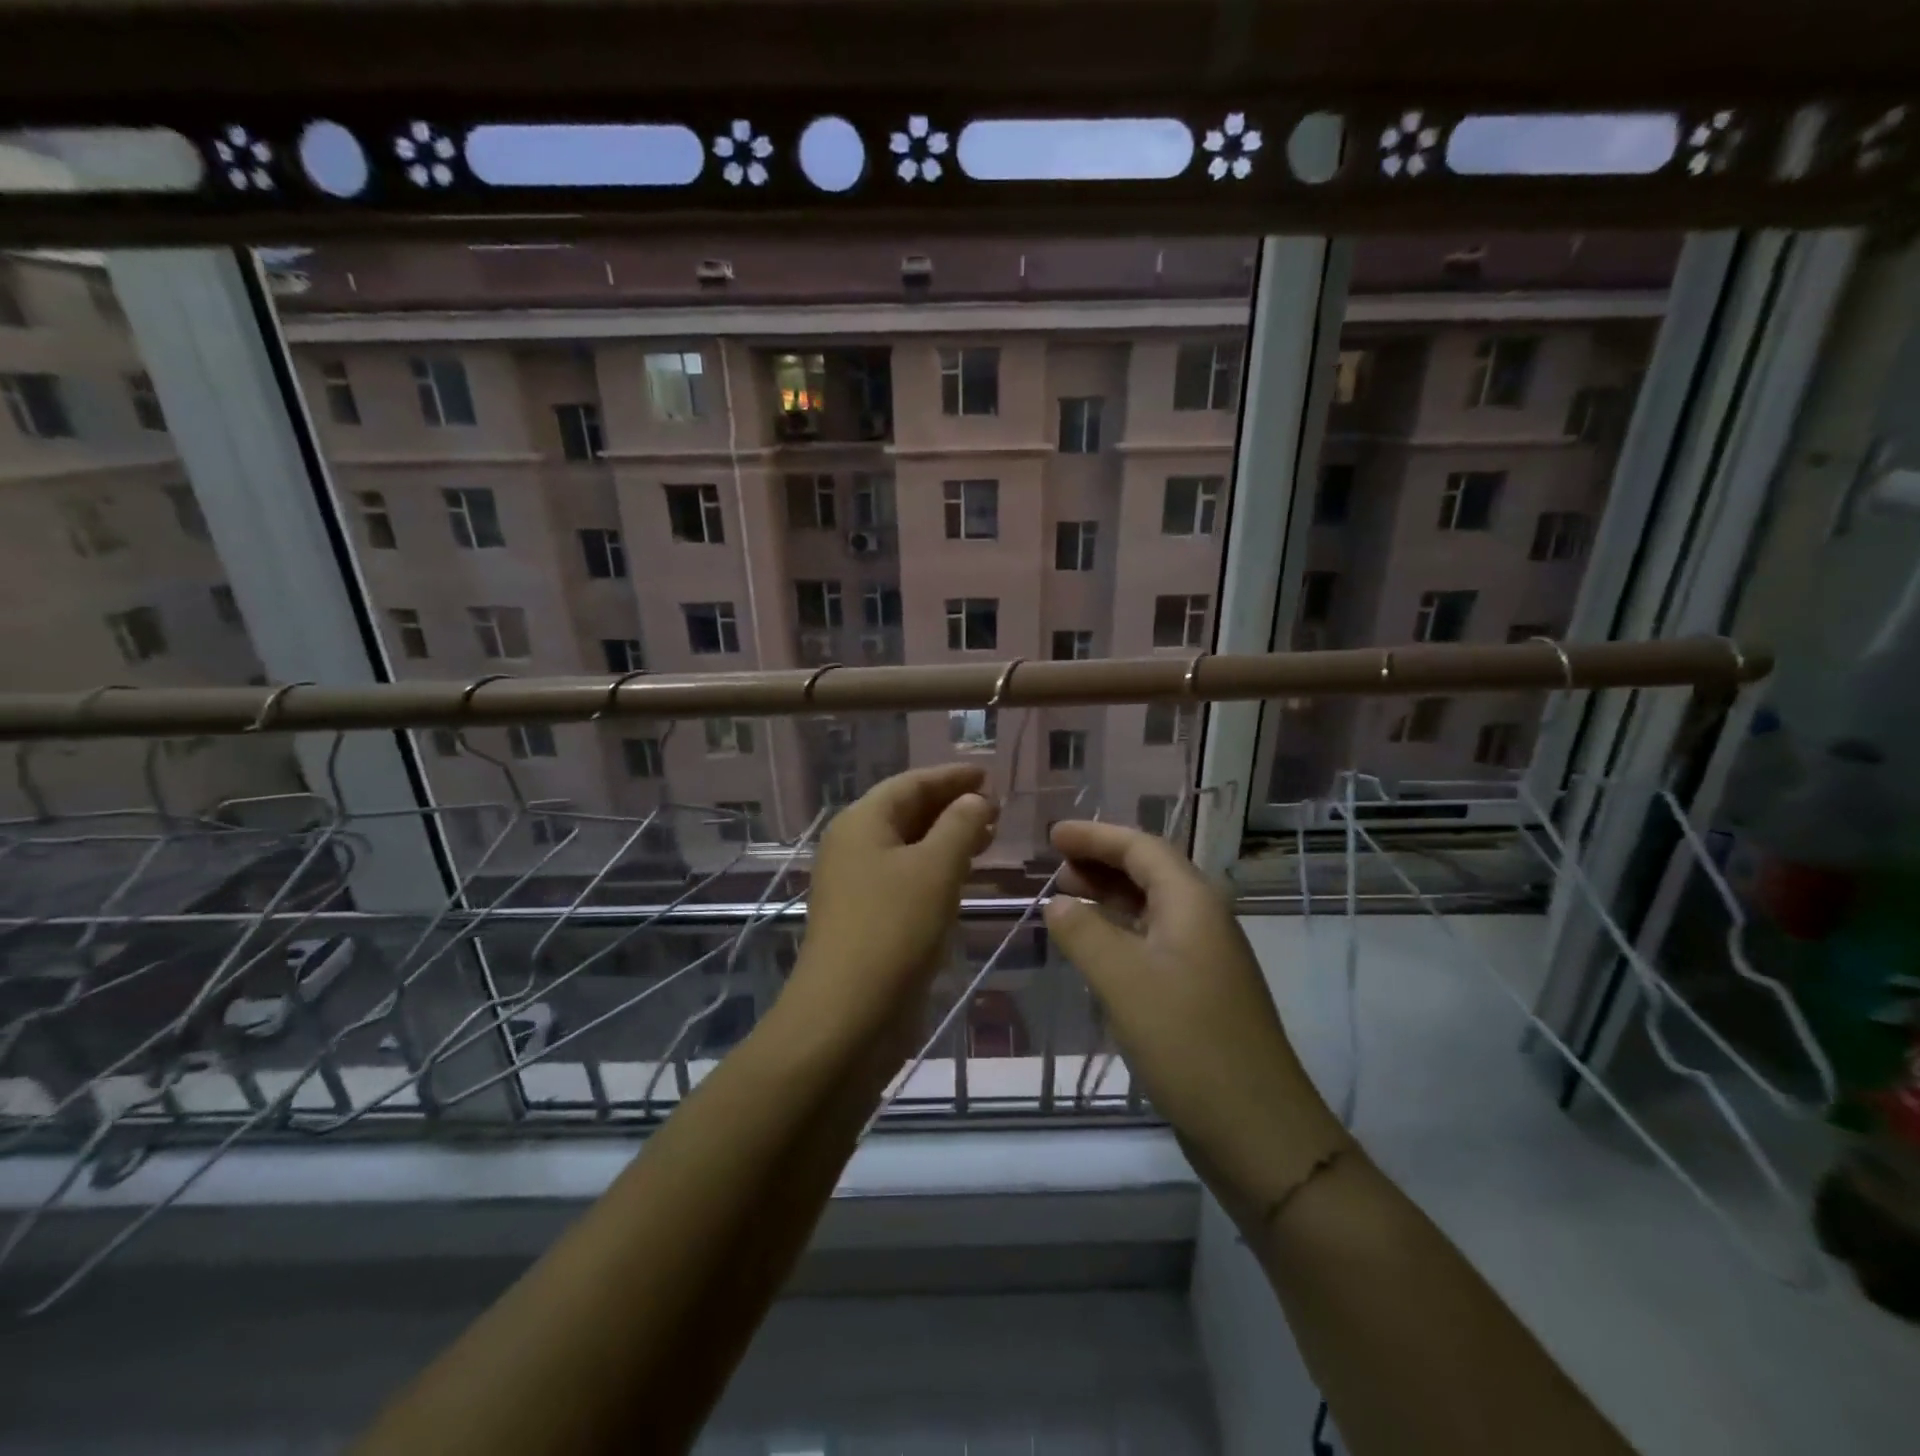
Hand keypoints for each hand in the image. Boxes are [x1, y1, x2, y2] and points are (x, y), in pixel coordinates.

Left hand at [784, 765, 995, 1049]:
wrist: (849, 1014)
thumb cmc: (894, 928)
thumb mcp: (936, 867)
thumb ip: (960, 825)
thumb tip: (974, 800)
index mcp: (862, 822)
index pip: (910, 783)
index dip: (950, 777)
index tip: (987, 774)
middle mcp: (854, 846)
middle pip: (906, 811)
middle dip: (950, 806)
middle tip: (994, 807)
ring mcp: (857, 883)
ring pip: (908, 846)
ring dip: (946, 837)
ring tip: (988, 837)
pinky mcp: (868, 917)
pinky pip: (906, 876)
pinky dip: (936, 868)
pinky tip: (963, 876)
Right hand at [1042, 820, 1344, 1218]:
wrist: (1257, 1129)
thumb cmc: (1187, 1041)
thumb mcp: (1123, 979)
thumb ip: (1084, 932)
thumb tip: (1058, 903)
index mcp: (1192, 901)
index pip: (1141, 847)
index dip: (1095, 835)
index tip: (1053, 834)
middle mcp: (1203, 919)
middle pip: (1149, 871)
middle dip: (1101, 862)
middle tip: (1054, 865)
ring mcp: (1204, 957)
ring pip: (1150, 907)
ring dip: (1109, 896)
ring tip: (1065, 898)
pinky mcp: (1199, 991)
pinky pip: (1152, 941)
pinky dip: (1119, 932)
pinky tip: (1093, 948)